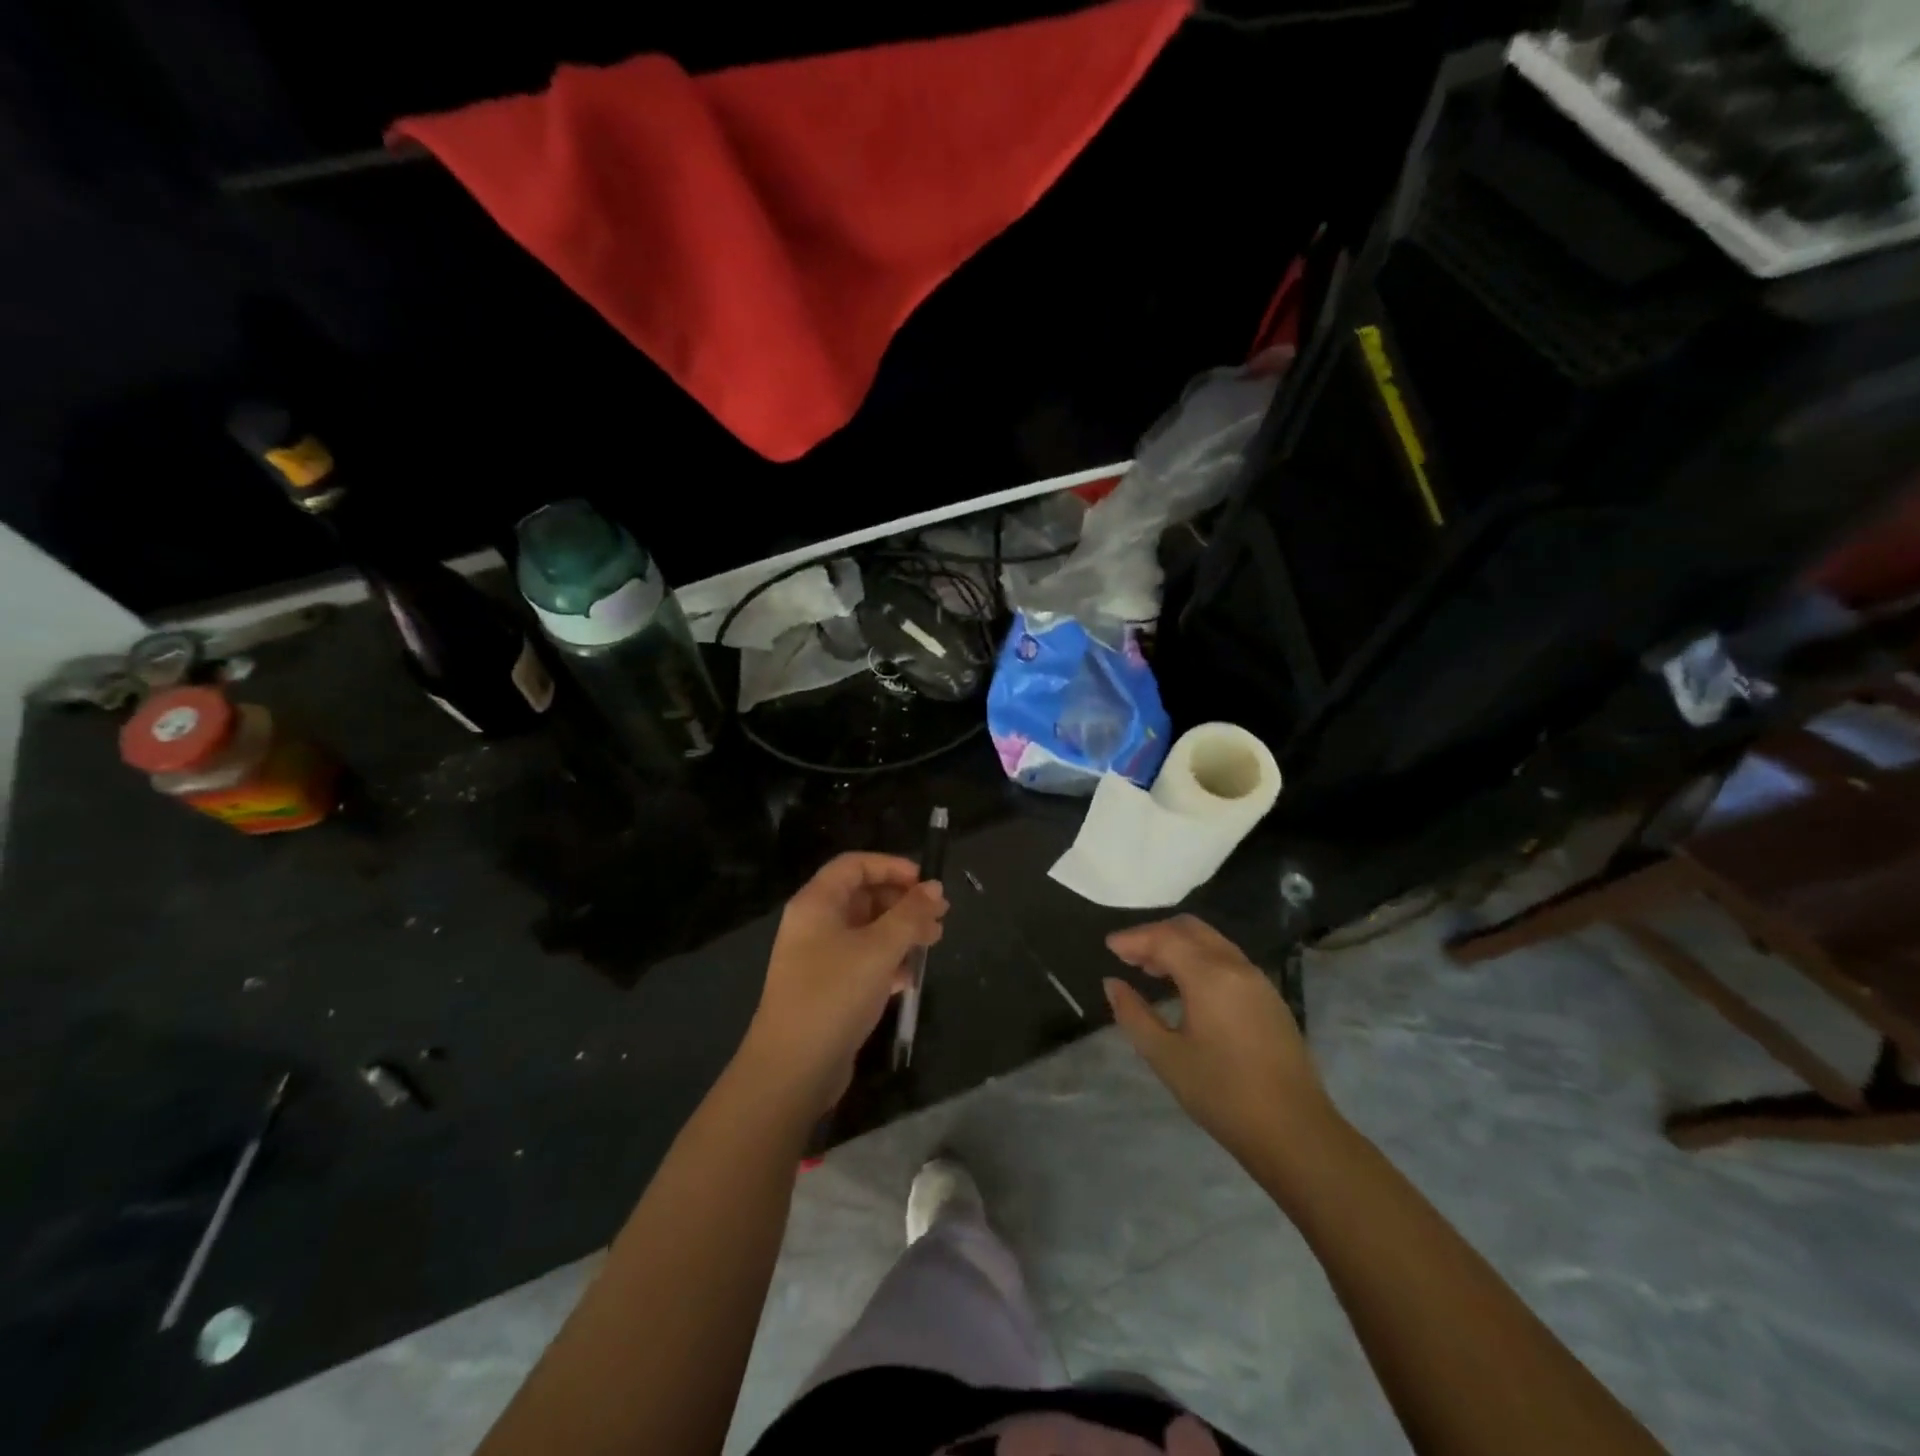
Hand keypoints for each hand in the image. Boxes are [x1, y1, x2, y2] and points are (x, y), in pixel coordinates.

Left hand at [740, 852, 947, 1114]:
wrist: (792, 1069)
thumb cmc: (834, 994)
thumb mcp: (879, 949)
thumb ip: (910, 915)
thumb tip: (935, 887)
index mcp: (816, 903)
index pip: (854, 865)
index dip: (891, 866)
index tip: (926, 882)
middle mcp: (814, 924)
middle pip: (863, 896)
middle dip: (902, 901)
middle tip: (939, 915)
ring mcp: (819, 958)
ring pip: (867, 930)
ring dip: (901, 932)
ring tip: (935, 942)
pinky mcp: (828, 989)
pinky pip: (863, 961)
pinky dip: (888, 961)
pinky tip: (911, 977)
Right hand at [1104, 915, 1336, 1171]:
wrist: (1295, 1132)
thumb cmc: (1222, 1094)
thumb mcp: (1166, 1057)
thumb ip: (1133, 1015)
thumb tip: (1113, 983)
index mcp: (1210, 975)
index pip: (1164, 938)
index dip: (1133, 938)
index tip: (1108, 946)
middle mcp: (1236, 966)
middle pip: (1190, 929)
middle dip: (1156, 934)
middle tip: (1128, 955)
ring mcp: (1258, 980)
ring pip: (1212, 941)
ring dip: (1179, 945)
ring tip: (1152, 969)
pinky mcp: (1270, 998)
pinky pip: (1227, 959)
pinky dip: (1200, 958)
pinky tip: (1186, 986)